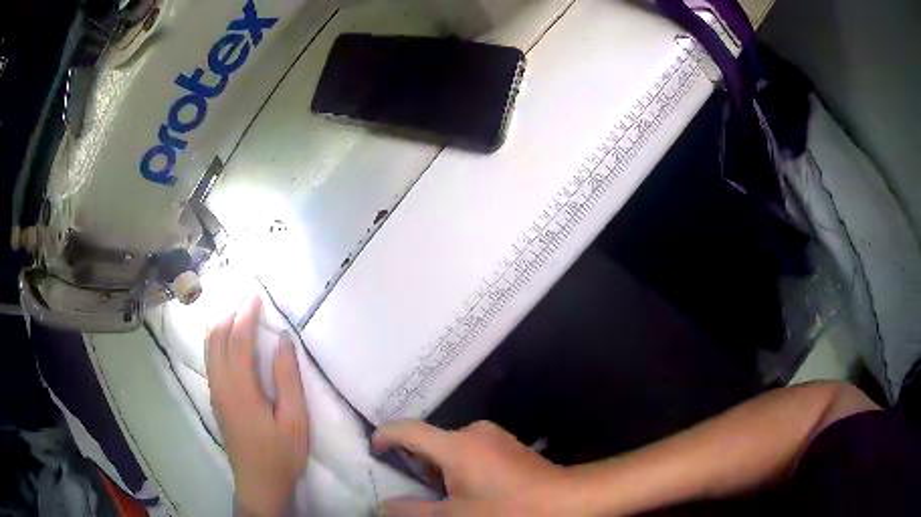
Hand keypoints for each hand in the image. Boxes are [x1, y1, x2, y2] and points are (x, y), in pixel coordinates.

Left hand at [207, 296, 309, 516]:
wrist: (258, 482)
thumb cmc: (281, 453)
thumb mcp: (294, 420)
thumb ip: (287, 379)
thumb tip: (282, 340)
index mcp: (240, 389)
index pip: (237, 340)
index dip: (246, 315)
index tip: (256, 296)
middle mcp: (220, 384)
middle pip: (216, 337)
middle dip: (229, 311)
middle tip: (245, 294)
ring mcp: (215, 391)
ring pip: (209, 346)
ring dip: (220, 321)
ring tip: (235, 306)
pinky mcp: (216, 397)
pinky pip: (210, 357)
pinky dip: (216, 337)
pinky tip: (226, 333)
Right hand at [372, 420, 577, 515]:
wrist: (567, 501)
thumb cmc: (509, 510)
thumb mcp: (456, 516)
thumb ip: (414, 511)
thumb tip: (383, 506)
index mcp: (456, 444)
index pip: (409, 430)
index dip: (385, 436)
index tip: (373, 449)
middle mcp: (474, 432)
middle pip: (431, 441)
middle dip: (415, 463)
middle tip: (408, 488)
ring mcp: (495, 437)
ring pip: (451, 448)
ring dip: (438, 469)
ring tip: (438, 495)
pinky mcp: (508, 446)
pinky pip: (471, 452)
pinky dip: (458, 468)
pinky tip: (467, 491)